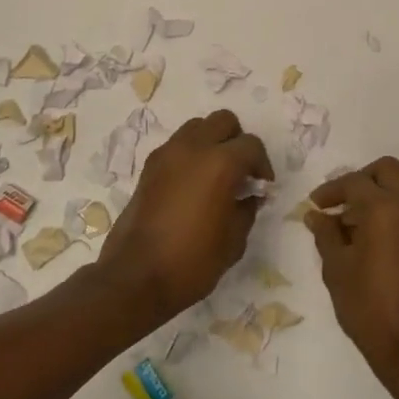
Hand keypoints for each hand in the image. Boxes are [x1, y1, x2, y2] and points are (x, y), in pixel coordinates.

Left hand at [98, 110, 274, 322]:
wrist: (136, 277)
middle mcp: (193, 148)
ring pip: (197, 127)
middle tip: (241, 172)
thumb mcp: (234, 241)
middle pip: (223, 121)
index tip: (262, 187)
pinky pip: (177, 145)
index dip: (262, 165)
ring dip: (211, 142)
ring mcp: (166, 154)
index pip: (251, 145)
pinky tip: (192, 185)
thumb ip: (247, 209)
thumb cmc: (192, 262)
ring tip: (215, 175)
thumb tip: (249, 195)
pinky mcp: (149, 167)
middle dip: (237, 141)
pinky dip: (190, 154)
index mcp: (220, 163)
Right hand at [306, 157, 398, 377]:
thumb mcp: (337, 269)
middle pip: (387, 171)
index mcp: (386, 208)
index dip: (331, 190)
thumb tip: (317, 215)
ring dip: (379, 196)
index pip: (355, 182)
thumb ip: (326, 234)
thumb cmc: (369, 308)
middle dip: (360, 180)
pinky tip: (376, 241)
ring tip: (354, 228)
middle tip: (340, 204)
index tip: (316, 205)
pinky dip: (395, 213)